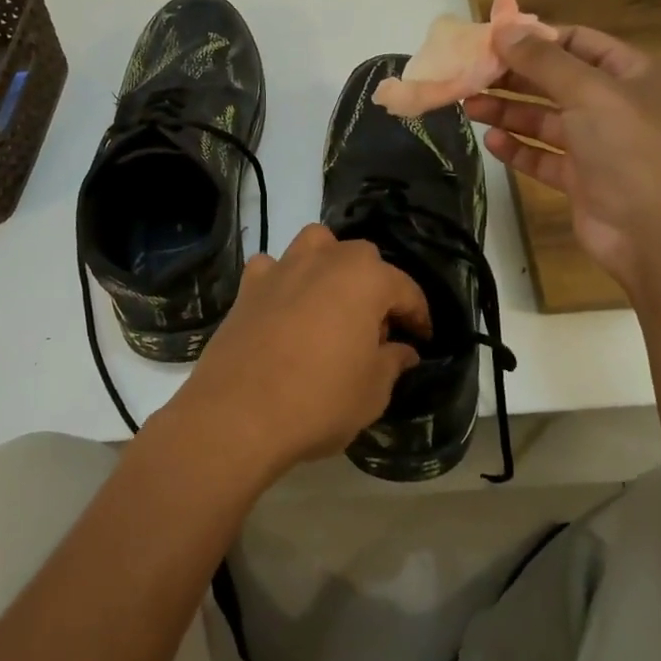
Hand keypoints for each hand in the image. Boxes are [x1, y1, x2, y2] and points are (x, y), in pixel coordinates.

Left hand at [168, 224, 429, 479]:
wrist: (237, 414)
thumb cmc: (319, 401)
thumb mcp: (372, 391)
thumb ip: (392, 362)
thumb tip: (403, 350)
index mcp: (365, 279)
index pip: (405, 289)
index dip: (419, 315)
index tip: (423, 339)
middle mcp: (324, 261)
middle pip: (361, 258)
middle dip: (375, 286)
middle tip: (377, 328)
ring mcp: (281, 269)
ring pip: (315, 245)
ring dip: (330, 264)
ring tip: (333, 303)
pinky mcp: (247, 288)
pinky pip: (272, 268)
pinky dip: (283, 279)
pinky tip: (285, 306)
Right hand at [464, 25, 660, 299]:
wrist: (655, 231)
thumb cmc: (629, 148)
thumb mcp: (588, 92)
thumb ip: (543, 61)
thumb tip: (504, 28)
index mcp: (630, 73)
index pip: (577, 43)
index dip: (536, 40)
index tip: (492, 41)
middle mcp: (614, 105)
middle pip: (555, 82)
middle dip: (514, 78)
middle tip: (470, 75)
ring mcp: (597, 144)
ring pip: (544, 120)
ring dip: (509, 112)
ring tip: (469, 107)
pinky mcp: (581, 179)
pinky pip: (542, 157)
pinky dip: (518, 149)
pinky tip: (491, 142)